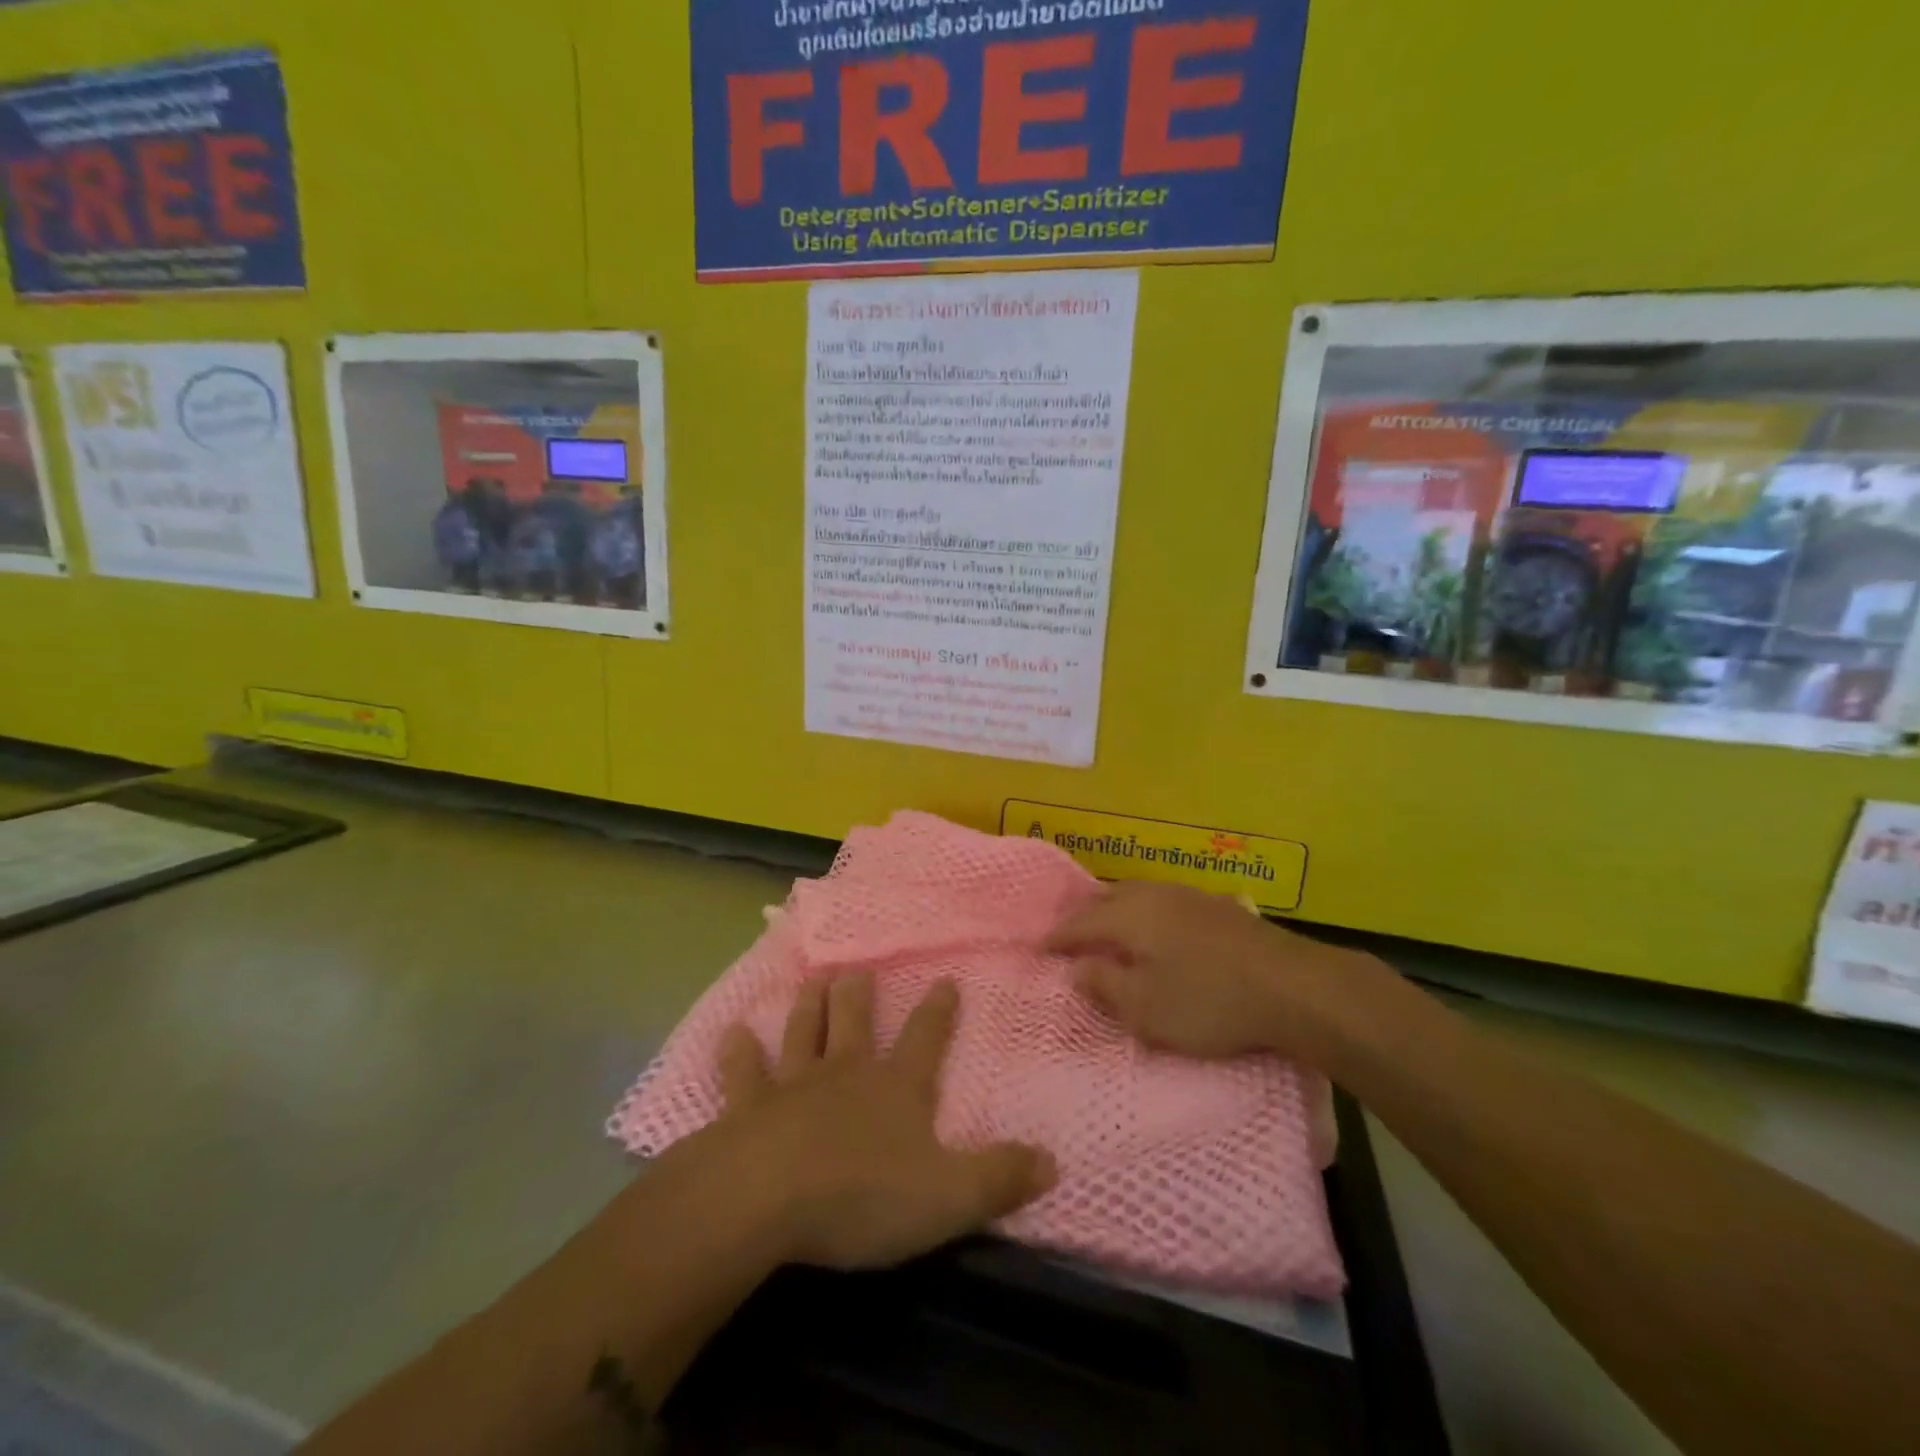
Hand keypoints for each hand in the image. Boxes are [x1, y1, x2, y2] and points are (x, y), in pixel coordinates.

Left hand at [709, 974, 1055, 1269]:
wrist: (767, 1198)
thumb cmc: (863, 1195)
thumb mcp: (949, 1197)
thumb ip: (1000, 1177)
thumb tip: (1053, 1160)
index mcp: (896, 1088)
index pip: (926, 1038)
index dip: (939, 1011)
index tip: (946, 979)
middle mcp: (846, 1072)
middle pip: (855, 1021)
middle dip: (858, 994)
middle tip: (856, 968)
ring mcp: (793, 1084)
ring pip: (803, 1032)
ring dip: (808, 1006)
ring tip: (812, 979)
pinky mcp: (746, 1107)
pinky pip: (742, 1072)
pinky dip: (738, 1052)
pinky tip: (733, 1033)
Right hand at [1044, 881, 1392, 1066]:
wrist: (1294, 987)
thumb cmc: (1209, 1001)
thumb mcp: (1147, 1008)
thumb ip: (1105, 986)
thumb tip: (1076, 968)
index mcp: (1130, 916)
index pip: (1080, 924)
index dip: (1057, 938)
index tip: (1038, 950)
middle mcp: (1154, 896)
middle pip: (1106, 900)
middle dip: (1082, 917)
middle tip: (1067, 937)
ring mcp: (1189, 896)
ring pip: (1136, 895)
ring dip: (1114, 911)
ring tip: (1106, 928)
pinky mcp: (1217, 907)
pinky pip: (1163, 902)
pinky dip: (1144, 913)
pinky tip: (1156, 928)